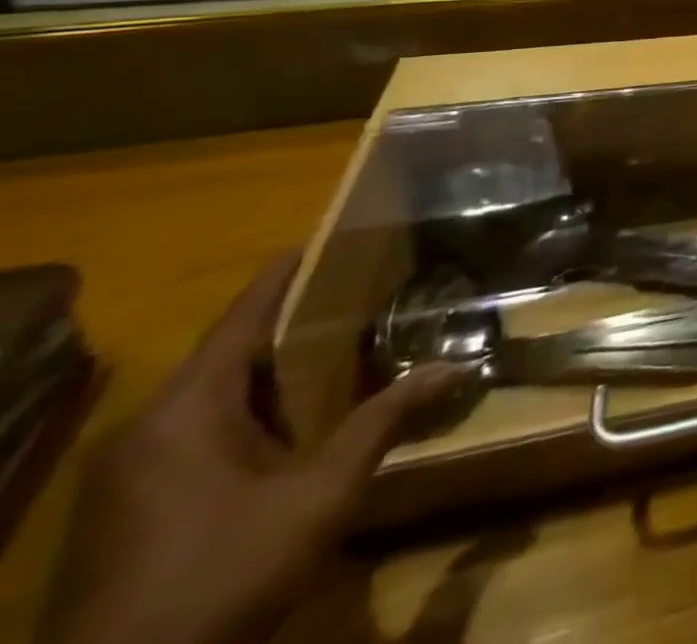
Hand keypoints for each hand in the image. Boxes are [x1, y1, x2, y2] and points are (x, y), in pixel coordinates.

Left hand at [38, 256, 457, 643]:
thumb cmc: (224, 572)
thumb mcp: (320, 495)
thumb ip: (384, 421)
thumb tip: (456, 364)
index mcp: (184, 412)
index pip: (242, 317)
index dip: (285, 274)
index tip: (327, 237)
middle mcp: (147, 430)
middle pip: (228, 352)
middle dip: (292, 321)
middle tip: (358, 290)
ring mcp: (128, 474)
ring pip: (212, 396)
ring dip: (272, 370)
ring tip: (338, 344)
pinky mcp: (126, 510)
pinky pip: (195, 432)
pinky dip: (248, 409)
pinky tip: (293, 419)